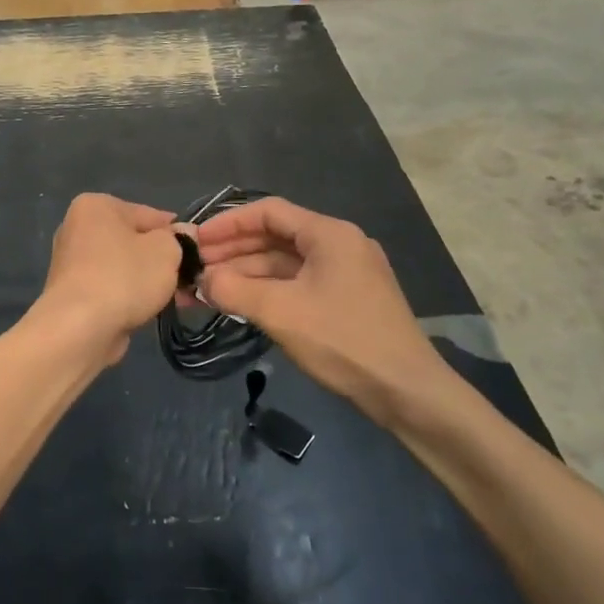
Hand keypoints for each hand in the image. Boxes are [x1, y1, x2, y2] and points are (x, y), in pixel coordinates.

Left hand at [34, 194, 183, 366]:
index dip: (175, 233)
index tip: (195, 253)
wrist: (80, 328)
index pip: (148, 214)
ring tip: (171, 299)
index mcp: (96, 206)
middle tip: (185, 278)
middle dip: (159, 260)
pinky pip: (109, 287)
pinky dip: (127, 297)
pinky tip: (146, 311)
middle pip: (133, 240)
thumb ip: (179, 240)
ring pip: (122, 266)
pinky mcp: (71, 293)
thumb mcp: (166, 250)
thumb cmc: (125, 277)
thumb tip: (183, 235)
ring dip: (145, 281)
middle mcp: (77, 228)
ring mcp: (70, 262)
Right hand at [192, 197, 449, 424]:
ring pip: (285, 264)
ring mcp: (345, 273)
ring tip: (209, 291)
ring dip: (247, 275)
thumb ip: (234, 290)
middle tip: (196, 269)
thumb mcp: (281, 313)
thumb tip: (202, 280)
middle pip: (275, 237)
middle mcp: (339, 245)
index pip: (269, 212)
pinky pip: (298, 284)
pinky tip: (241, 305)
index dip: (228, 223)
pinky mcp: (347, 300)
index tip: (197, 240)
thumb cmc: (344, 341)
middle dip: (233, 252)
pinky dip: (268, 291)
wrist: (407, 391)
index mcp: (329, 234)